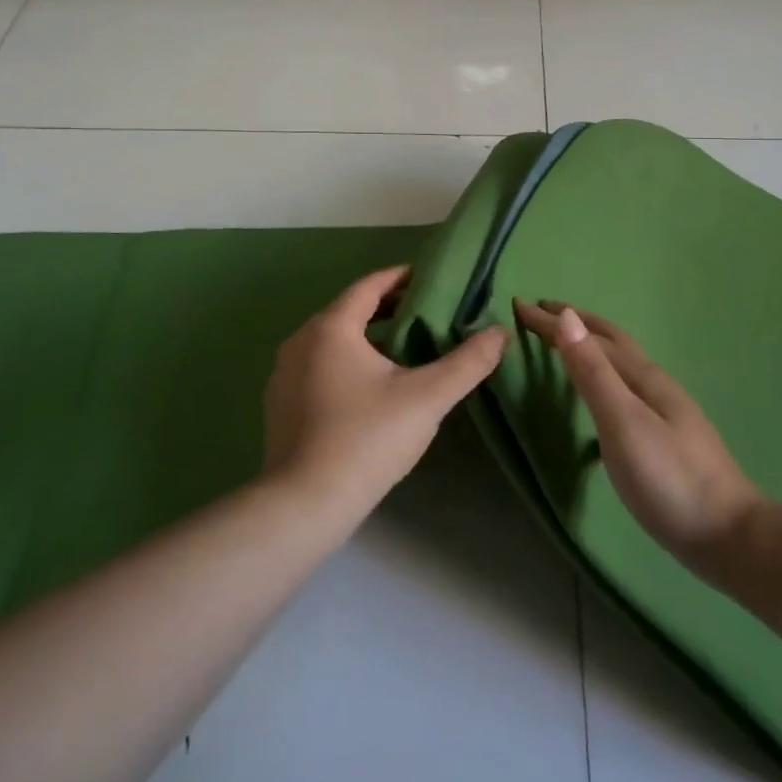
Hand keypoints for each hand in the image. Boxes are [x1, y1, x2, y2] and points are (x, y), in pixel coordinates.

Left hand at [264, 266, 507, 522]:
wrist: (305, 503)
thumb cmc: (367, 439)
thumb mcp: (426, 398)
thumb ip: (467, 363)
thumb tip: (501, 332)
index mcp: (331, 328)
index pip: (369, 286)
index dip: (401, 278)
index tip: (430, 278)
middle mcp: (300, 340)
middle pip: (350, 311)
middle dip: (388, 308)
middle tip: (426, 312)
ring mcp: (284, 373)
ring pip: (332, 340)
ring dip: (367, 337)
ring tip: (404, 348)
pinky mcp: (280, 403)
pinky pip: (318, 366)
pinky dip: (346, 362)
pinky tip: (370, 387)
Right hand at [516, 301, 764, 574]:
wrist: (728, 536)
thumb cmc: (669, 478)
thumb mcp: (623, 422)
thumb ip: (593, 372)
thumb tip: (567, 317)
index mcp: (641, 376)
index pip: (589, 335)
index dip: (554, 320)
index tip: (519, 305)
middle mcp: (653, 383)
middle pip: (610, 340)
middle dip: (574, 321)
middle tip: (539, 312)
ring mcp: (662, 409)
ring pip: (618, 363)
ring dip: (588, 345)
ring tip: (563, 343)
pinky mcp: (663, 435)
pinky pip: (622, 386)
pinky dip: (600, 373)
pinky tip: (598, 395)